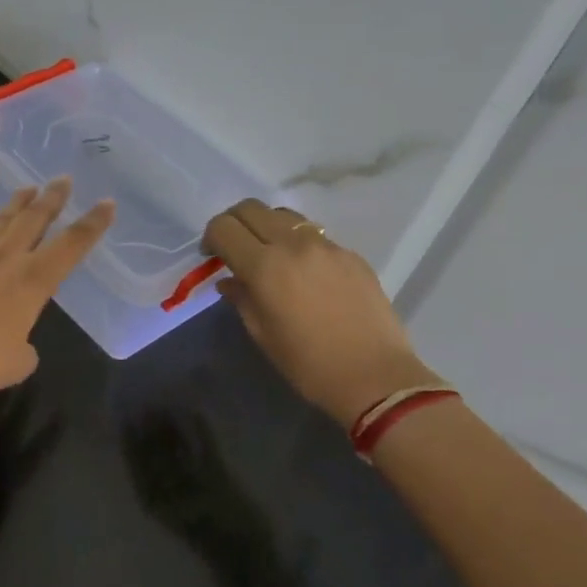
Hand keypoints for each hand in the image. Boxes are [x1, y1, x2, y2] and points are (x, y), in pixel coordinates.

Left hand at [0, 178, 115, 398]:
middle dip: (52, 199)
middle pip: (33, 221)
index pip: (70, 247)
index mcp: (32, 282)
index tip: (107, 203)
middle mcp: (4, 261)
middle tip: (63, 179)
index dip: (92, 225)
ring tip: (27, 188)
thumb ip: (24, 348)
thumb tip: (17, 342)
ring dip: (14, 205)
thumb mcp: (18, 363)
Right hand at [203, 199, 441, 427]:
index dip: (211, 237)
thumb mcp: (262, 334)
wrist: (375, 377)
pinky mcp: (350, 254)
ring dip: (267, 227)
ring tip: (269, 255)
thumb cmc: (308, 364)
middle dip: (235, 223)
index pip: (224, 227)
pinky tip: (304, 273)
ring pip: (284, 215)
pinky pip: (314, 234)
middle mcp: (294, 244)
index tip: (212, 257)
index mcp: (264, 267)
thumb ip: (241, 298)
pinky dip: (297, 243)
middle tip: (234, 248)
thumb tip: (230, 280)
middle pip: (251, 208)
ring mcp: (326, 245)